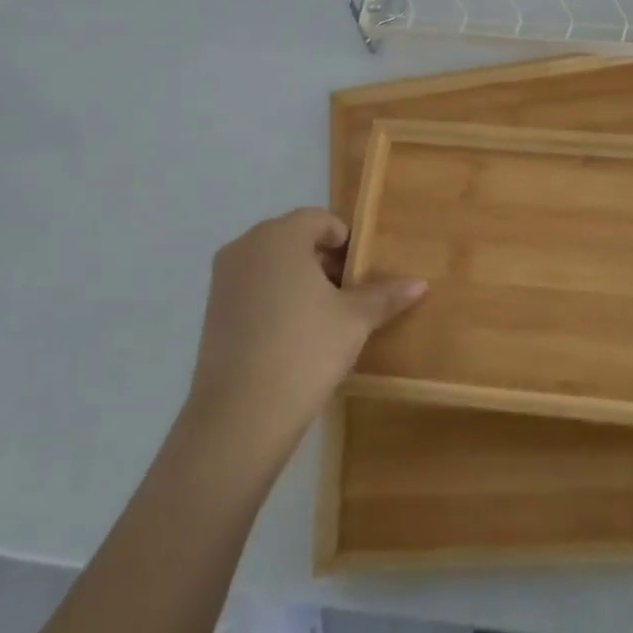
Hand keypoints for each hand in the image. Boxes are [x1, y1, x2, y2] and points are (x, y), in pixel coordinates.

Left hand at [184, 209, 425, 466]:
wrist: (242, 412)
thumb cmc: (305, 348)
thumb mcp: (355, 320)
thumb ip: (385, 295)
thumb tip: (420, 283)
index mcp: (280, 236)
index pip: (319, 220)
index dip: (346, 241)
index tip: (363, 271)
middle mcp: (246, 247)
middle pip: (293, 239)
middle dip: (323, 260)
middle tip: (350, 293)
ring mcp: (223, 279)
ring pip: (271, 264)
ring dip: (299, 280)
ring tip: (326, 316)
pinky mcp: (212, 310)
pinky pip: (252, 288)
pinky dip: (275, 298)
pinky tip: (295, 334)